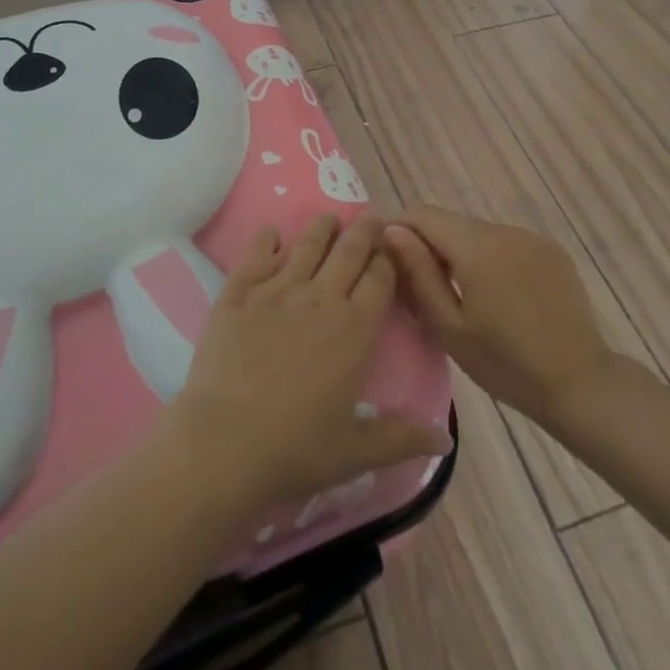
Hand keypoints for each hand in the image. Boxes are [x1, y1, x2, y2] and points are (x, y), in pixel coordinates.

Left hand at [167, 216, 450, 513]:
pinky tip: (272, 232)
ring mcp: (275, 291)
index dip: (388, 260)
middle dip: (363, 231)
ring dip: (321, 229)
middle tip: (370, 218)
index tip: (393, 247)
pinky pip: (255, 255)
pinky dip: (267, 240)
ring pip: (305, 245)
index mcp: (354, 328)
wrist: (224, 444)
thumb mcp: (357, 452)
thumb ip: (402, 438)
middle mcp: (319, 298)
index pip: (379, 279)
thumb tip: (445, 438)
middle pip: (348, 252)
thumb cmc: (297, 449)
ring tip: (329, 219)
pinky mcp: (237, 294)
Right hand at [383, 207, 617, 423]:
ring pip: (479, 232)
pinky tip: (498, 296)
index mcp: (478, 247)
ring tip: (462, 296)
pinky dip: (491, 259)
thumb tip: (391, 231)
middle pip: (452, 223)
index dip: (402, 230)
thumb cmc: (506, 365)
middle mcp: (505, 230)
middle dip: (431, 246)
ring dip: (462, 252)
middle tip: (424, 288)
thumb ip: (418, 273)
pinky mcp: (551, 250)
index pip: (424, 214)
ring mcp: (532, 238)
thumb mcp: (449, 327)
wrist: (580, 384)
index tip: (392, 261)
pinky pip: (506, 243)